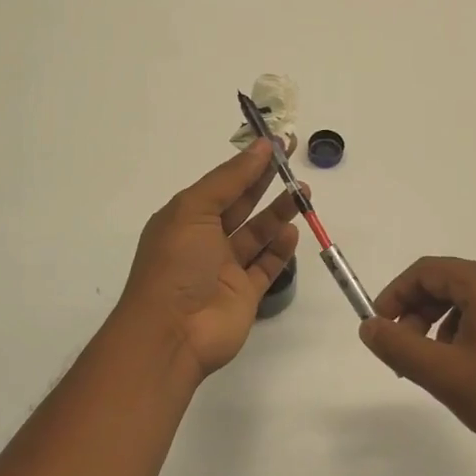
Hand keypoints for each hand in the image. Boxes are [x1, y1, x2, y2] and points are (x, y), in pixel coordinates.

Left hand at [117, 141, 302, 382]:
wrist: (173, 332)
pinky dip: (280, 249)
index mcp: (186, 217)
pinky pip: (267, 265)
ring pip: (257, 234)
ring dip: (279, 213)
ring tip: (302, 193)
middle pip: (242, 204)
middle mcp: (205, 240)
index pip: (223, 183)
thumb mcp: (194, 209)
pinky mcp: (245, 293)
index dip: (249, 162)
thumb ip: (230, 179)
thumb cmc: (177, 263)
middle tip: (295, 161)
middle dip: (267, 182)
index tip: (278, 143)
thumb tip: (260, 147)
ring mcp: (225, 268)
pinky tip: (293, 231)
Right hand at [359, 257, 475, 475]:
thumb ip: (399, 347)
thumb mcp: (445, 375)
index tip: (381, 329)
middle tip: (408, 353)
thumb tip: (370, 326)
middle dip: (420, 313)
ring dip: (447, 323)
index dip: (395, 295)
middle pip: (452, 281)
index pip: (426, 270)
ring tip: (443, 366)